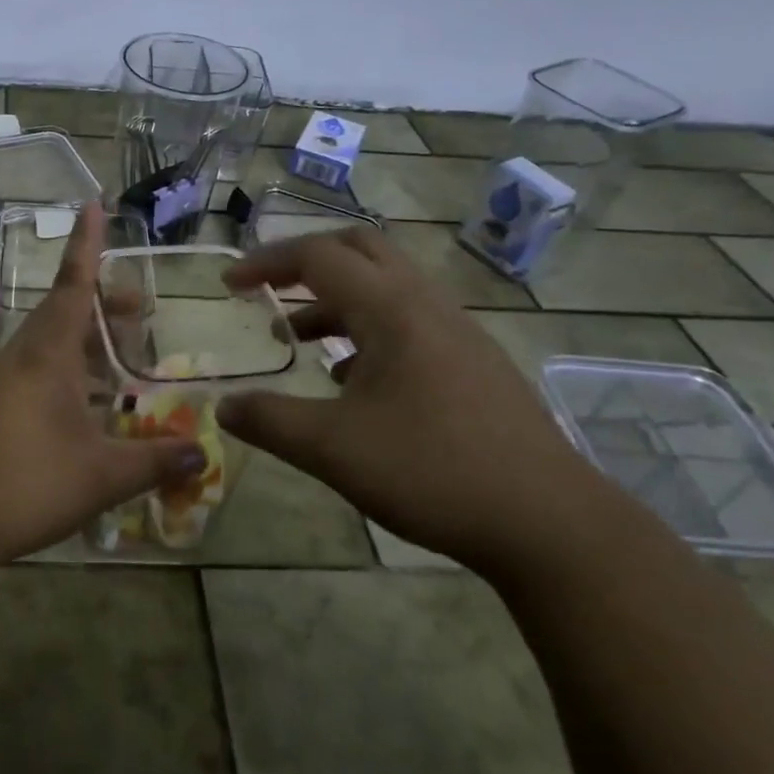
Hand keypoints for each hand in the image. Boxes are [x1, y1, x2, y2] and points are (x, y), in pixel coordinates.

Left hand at [0, 202, 204, 568]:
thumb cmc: (25, 484)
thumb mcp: (102, 475)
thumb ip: (155, 460)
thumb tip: (203, 453)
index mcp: (46, 355)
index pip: (73, 284)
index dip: (87, 244)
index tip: (92, 203)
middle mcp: (21, 357)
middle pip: (65, 313)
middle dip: (104, 306)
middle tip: (142, 311)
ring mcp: (0, 382)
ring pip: (49, 345)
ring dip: (86, 344)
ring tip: (123, 360)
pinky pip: (36, 373)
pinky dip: (68, 373)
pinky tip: (88, 406)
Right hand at [216, 226, 619, 578]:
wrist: (551, 523)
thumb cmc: (434, 471)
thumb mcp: (333, 449)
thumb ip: (270, 421)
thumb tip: (222, 406)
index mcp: (391, 309)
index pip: (318, 257)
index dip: (266, 262)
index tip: (228, 283)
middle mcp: (425, 305)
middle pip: (359, 250)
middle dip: (305, 261)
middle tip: (267, 287)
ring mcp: (456, 332)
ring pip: (385, 287)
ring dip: (335, 299)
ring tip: (297, 337)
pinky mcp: (472, 363)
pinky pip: (408, 321)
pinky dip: (367, 330)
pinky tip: (351, 381)